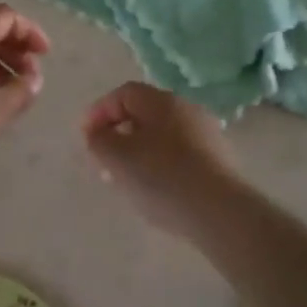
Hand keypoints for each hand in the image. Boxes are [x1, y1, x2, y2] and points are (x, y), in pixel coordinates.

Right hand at [80, 82, 238, 237]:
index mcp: (161, 100)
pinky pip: (179, 154)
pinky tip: (154, 190)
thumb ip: (99, 140)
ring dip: (138, 152)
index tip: (85, 138)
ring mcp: (206, 134)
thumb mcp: (117, 158)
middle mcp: (186, 108)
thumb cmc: (162, 177)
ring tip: (125, 180)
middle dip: (118, 134)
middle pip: (143, 114)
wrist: (221, 213)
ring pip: (161, 136)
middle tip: (103, 160)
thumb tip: (98, 134)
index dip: (99, 112)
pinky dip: (160, 165)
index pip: (123, 94)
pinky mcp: (218, 161)